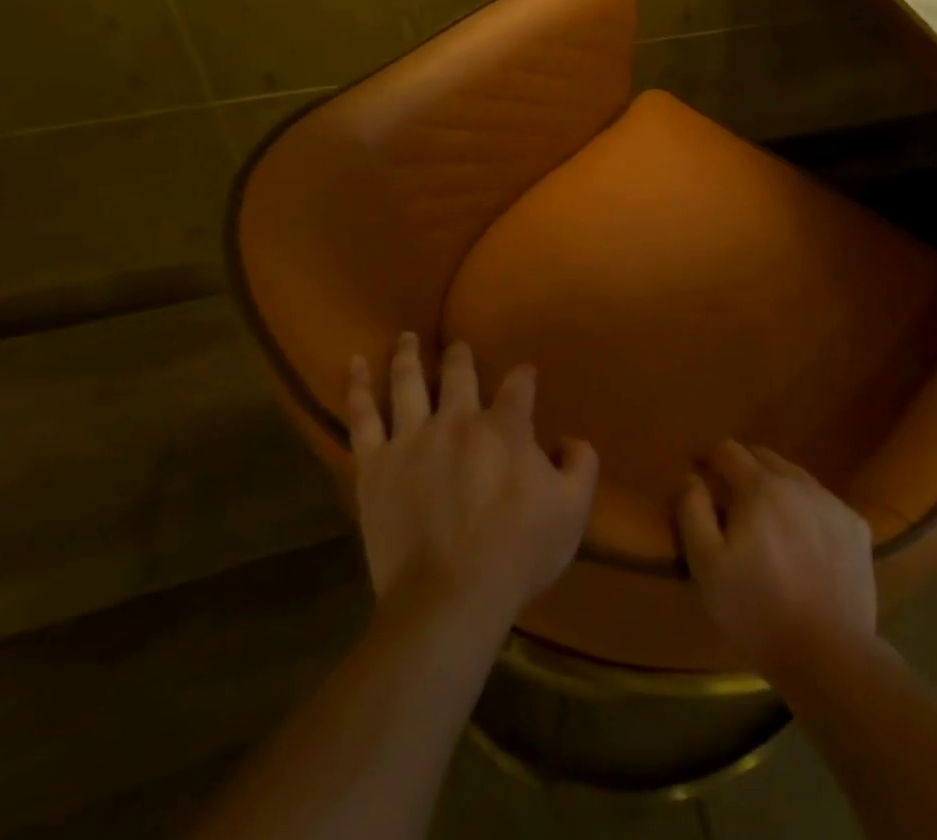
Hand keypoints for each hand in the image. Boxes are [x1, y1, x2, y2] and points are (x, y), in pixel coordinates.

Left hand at [345, 333, 597, 628]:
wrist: (448, 600)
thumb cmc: (517, 554)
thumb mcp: (573, 510)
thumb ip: (581, 465)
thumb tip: (572, 440)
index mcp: (505, 427)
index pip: (519, 385)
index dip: (524, 377)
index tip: (525, 377)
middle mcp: (457, 420)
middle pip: (459, 373)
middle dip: (461, 355)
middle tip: (459, 345)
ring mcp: (411, 439)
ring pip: (408, 382)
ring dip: (409, 356)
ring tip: (406, 337)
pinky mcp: (375, 466)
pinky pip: (362, 418)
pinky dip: (358, 388)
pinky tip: (356, 365)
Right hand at [675, 439, 877, 676]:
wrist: (829, 655)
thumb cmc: (757, 611)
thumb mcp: (707, 565)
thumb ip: (693, 511)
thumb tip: (691, 477)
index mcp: (759, 486)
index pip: (728, 450)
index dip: (708, 458)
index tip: (698, 474)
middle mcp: (798, 482)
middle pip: (763, 457)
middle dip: (742, 469)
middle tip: (731, 501)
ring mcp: (832, 503)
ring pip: (795, 478)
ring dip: (776, 488)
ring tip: (768, 522)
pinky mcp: (856, 527)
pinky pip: (823, 504)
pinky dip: (807, 512)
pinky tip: (804, 543)